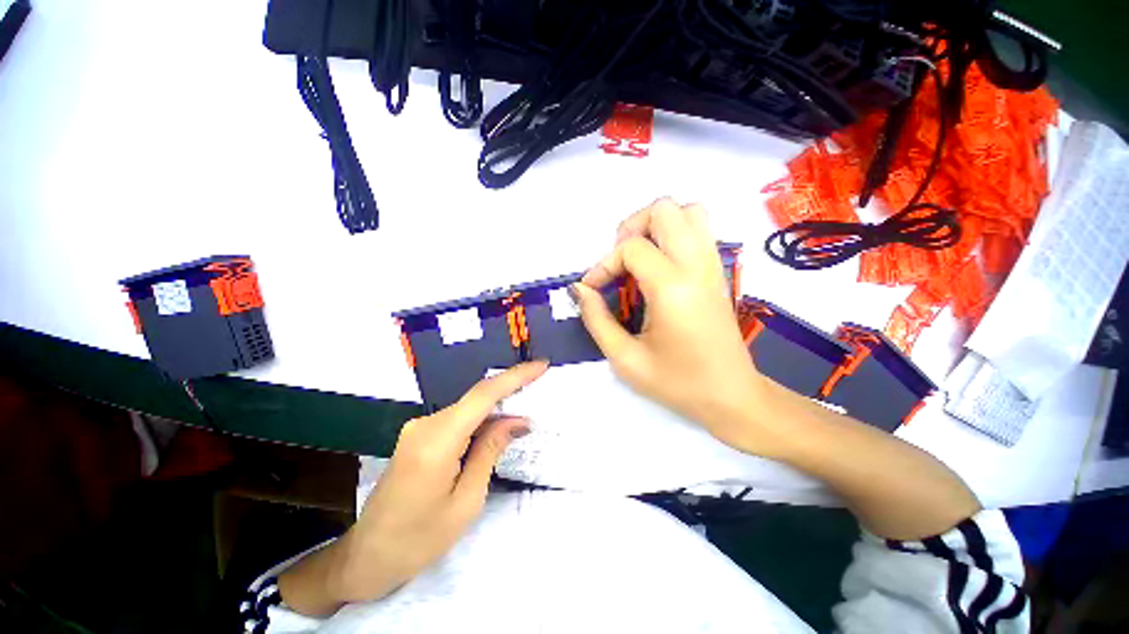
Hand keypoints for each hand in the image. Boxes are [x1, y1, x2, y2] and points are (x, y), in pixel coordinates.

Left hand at [281, 361, 546, 612]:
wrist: (366, 559)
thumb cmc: (418, 541)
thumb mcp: (466, 501)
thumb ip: (490, 450)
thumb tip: (518, 420)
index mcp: (438, 440)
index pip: (484, 395)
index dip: (515, 376)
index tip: (541, 365)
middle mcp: (426, 424)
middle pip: (476, 398)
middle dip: (510, 394)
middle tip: (538, 395)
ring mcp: (418, 428)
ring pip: (468, 409)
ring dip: (495, 411)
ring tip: (521, 421)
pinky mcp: (418, 435)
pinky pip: (457, 419)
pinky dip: (480, 422)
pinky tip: (494, 432)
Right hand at [573, 199, 776, 455]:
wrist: (732, 396)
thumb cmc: (678, 383)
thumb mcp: (626, 359)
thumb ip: (596, 319)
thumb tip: (580, 289)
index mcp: (673, 288)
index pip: (631, 248)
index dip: (603, 264)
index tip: (593, 289)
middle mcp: (696, 266)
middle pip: (664, 209)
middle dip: (631, 228)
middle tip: (619, 262)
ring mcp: (713, 265)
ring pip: (688, 211)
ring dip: (656, 225)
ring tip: (640, 258)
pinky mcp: (718, 271)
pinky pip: (699, 230)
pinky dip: (674, 234)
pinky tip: (660, 265)